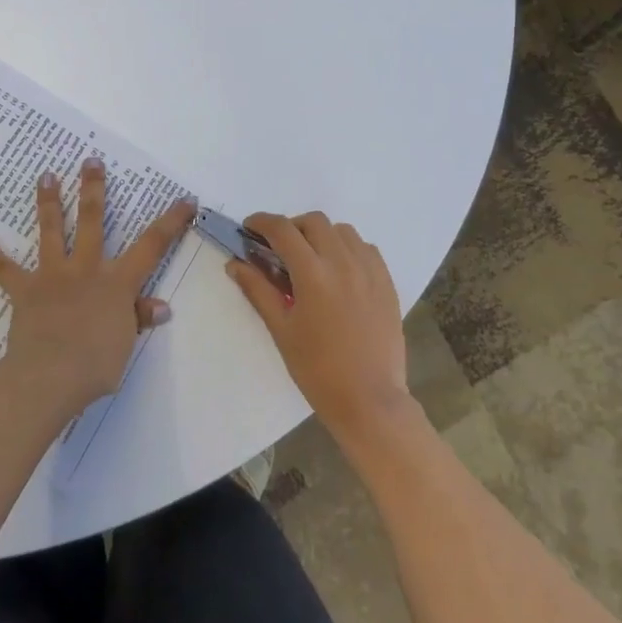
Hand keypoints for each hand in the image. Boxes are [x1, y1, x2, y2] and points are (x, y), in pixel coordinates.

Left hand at [0, 160, 195, 415]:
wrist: (49, 377)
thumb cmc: (95, 365)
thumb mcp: (126, 344)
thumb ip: (138, 319)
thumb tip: (160, 306)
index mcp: (117, 282)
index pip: (152, 246)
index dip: (171, 222)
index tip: (185, 199)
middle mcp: (86, 269)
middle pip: (93, 221)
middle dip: (94, 189)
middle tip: (90, 160)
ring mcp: (53, 276)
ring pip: (52, 231)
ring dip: (49, 202)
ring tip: (46, 175)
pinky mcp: (24, 290)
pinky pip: (3, 269)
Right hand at [227, 213, 414, 443]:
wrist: (369, 400)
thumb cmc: (317, 369)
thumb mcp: (281, 330)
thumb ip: (258, 290)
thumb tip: (234, 264)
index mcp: (313, 273)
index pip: (282, 229)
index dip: (262, 222)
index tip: (250, 228)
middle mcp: (343, 262)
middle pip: (314, 221)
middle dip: (292, 227)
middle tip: (279, 248)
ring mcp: (369, 270)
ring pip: (342, 230)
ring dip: (321, 235)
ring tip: (311, 259)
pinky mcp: (387, 282)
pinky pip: (366, 248)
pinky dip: (348, 248)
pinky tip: (340, 271)